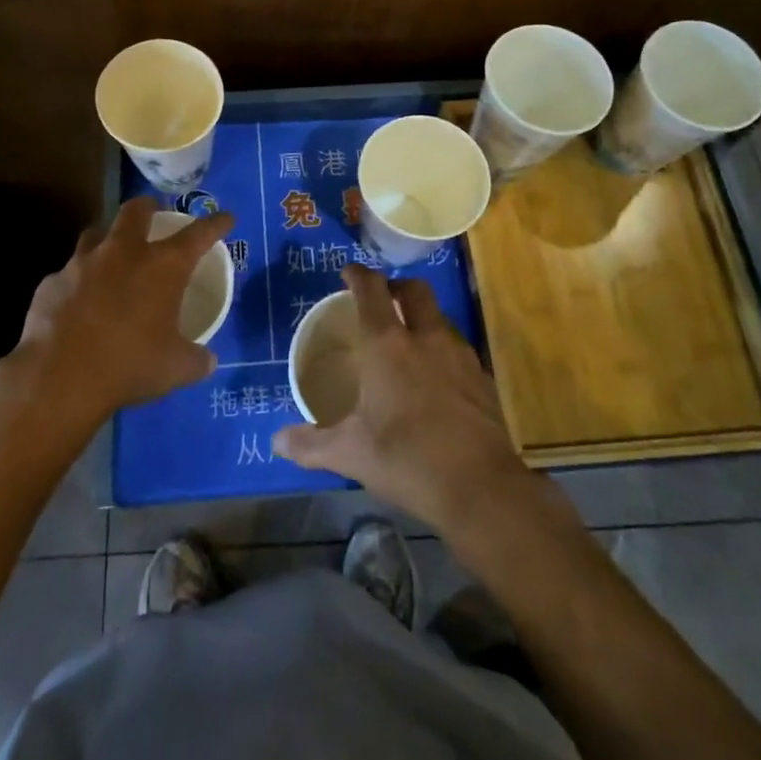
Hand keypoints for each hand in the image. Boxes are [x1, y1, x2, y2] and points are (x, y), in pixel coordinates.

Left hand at [11, 196, 234, 425]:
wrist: (58, 378)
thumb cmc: (129, 365)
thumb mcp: (175, 368)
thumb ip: (196, 359)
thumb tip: (207, 360)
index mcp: (162, 266)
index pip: (199, 234)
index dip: (215, 224)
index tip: (225, 218)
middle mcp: (123, 252)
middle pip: (136, 210)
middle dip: (148, 207)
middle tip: (153, 213)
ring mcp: (82, 263)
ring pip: (96, 233)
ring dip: (107, 239)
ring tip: (111, 255)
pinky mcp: (51, 282)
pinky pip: (68, 273)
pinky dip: (77, 281)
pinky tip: (77, 302)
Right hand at [273, 265, 527, 534]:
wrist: (480, 488)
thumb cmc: (406, 459)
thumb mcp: (350, 454)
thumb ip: (311, 444)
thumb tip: (277, 442)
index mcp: (388, 345)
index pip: (372, 291)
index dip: (358, 275)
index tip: (348, 272)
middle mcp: (426, 338)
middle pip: (415, 290)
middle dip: (396, 286)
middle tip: (382, 300)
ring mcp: (460, 356)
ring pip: (440, 318)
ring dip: (422, 318)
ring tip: (408, 341)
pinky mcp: (482, 378)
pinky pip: (458, 349)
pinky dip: (442, 350)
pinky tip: (436, 379)